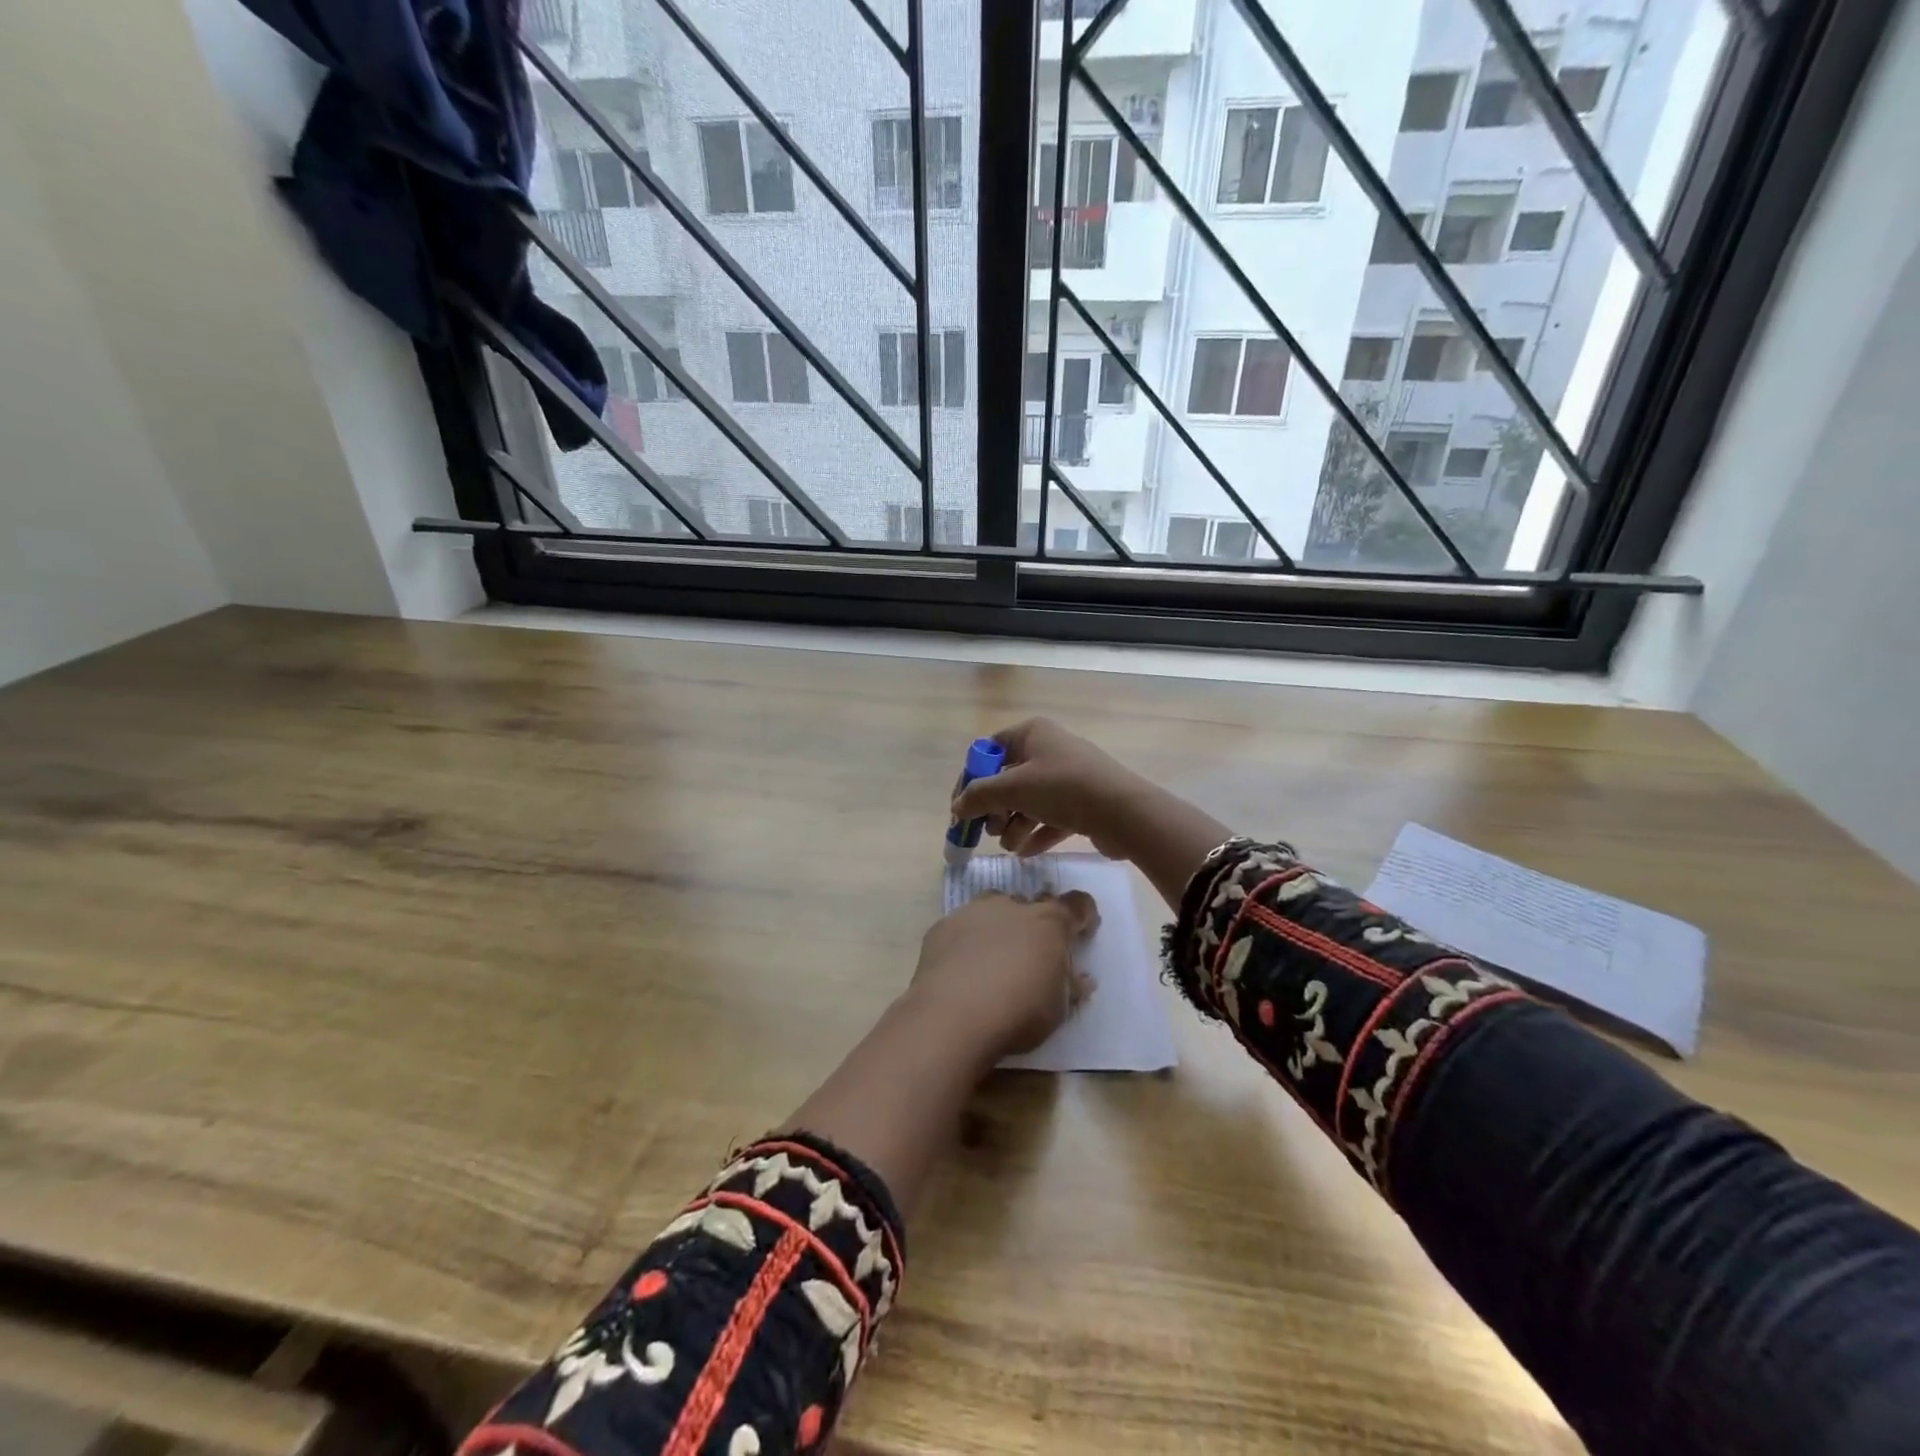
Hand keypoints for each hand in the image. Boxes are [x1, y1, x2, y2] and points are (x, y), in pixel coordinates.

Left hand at [906, 891, 1099, 1060]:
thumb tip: (1080, 979)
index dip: (1083, 916)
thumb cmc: (1018, 1012)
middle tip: (1034, 952)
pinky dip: (968, 940)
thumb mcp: (1058, 1008)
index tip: (1082, 933)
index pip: (1077, 905)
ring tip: (996, 956)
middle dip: (1036, 923)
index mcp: (1049, 923)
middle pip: (1031, 904)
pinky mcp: (942, 927)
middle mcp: (1012, 907)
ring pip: (993, 908)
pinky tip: (962, 967)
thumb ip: (1070, 987)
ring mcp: (973, 912)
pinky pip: (962, 926)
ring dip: (1000, 925)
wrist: (951, 1016)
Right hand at [949, 718, 1151, 859]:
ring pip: (1030, 801)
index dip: (972, 778)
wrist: (1124, 812)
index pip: (990, 750)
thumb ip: (979, 796)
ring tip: (1010, 846)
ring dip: (1015, 825)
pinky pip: (1051, 817)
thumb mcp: (1013, 788)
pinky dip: (1037, 833)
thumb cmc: (1063, 788)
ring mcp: (1069, 777)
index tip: (961, 807)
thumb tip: (958, 806)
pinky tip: (1027, 852)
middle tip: (990, 830)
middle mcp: (1050, 750)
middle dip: (996, 808)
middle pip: (1009, 779)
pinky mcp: (1084, 803)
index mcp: (1032, 734)